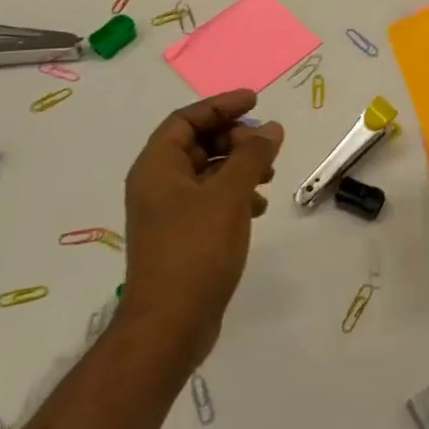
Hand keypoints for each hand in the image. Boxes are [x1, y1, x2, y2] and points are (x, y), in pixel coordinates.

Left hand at [121, 90, 283, 366]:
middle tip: (266, 145)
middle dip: (234, 138)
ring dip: (238, 166)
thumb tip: (271, 128)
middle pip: (197, 144)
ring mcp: (168, 213)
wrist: (170, 326)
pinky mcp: (182, 237)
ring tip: (269, 175)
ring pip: (207, 173)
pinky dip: (235, 194)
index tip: (255, 102)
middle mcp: (157, 185)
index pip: (186, 120)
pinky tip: (258, 207)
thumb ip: (252, 156)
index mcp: (156, 167)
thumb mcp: (229, 195)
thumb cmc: (195, 251)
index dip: (220, 106)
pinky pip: (209, 200)